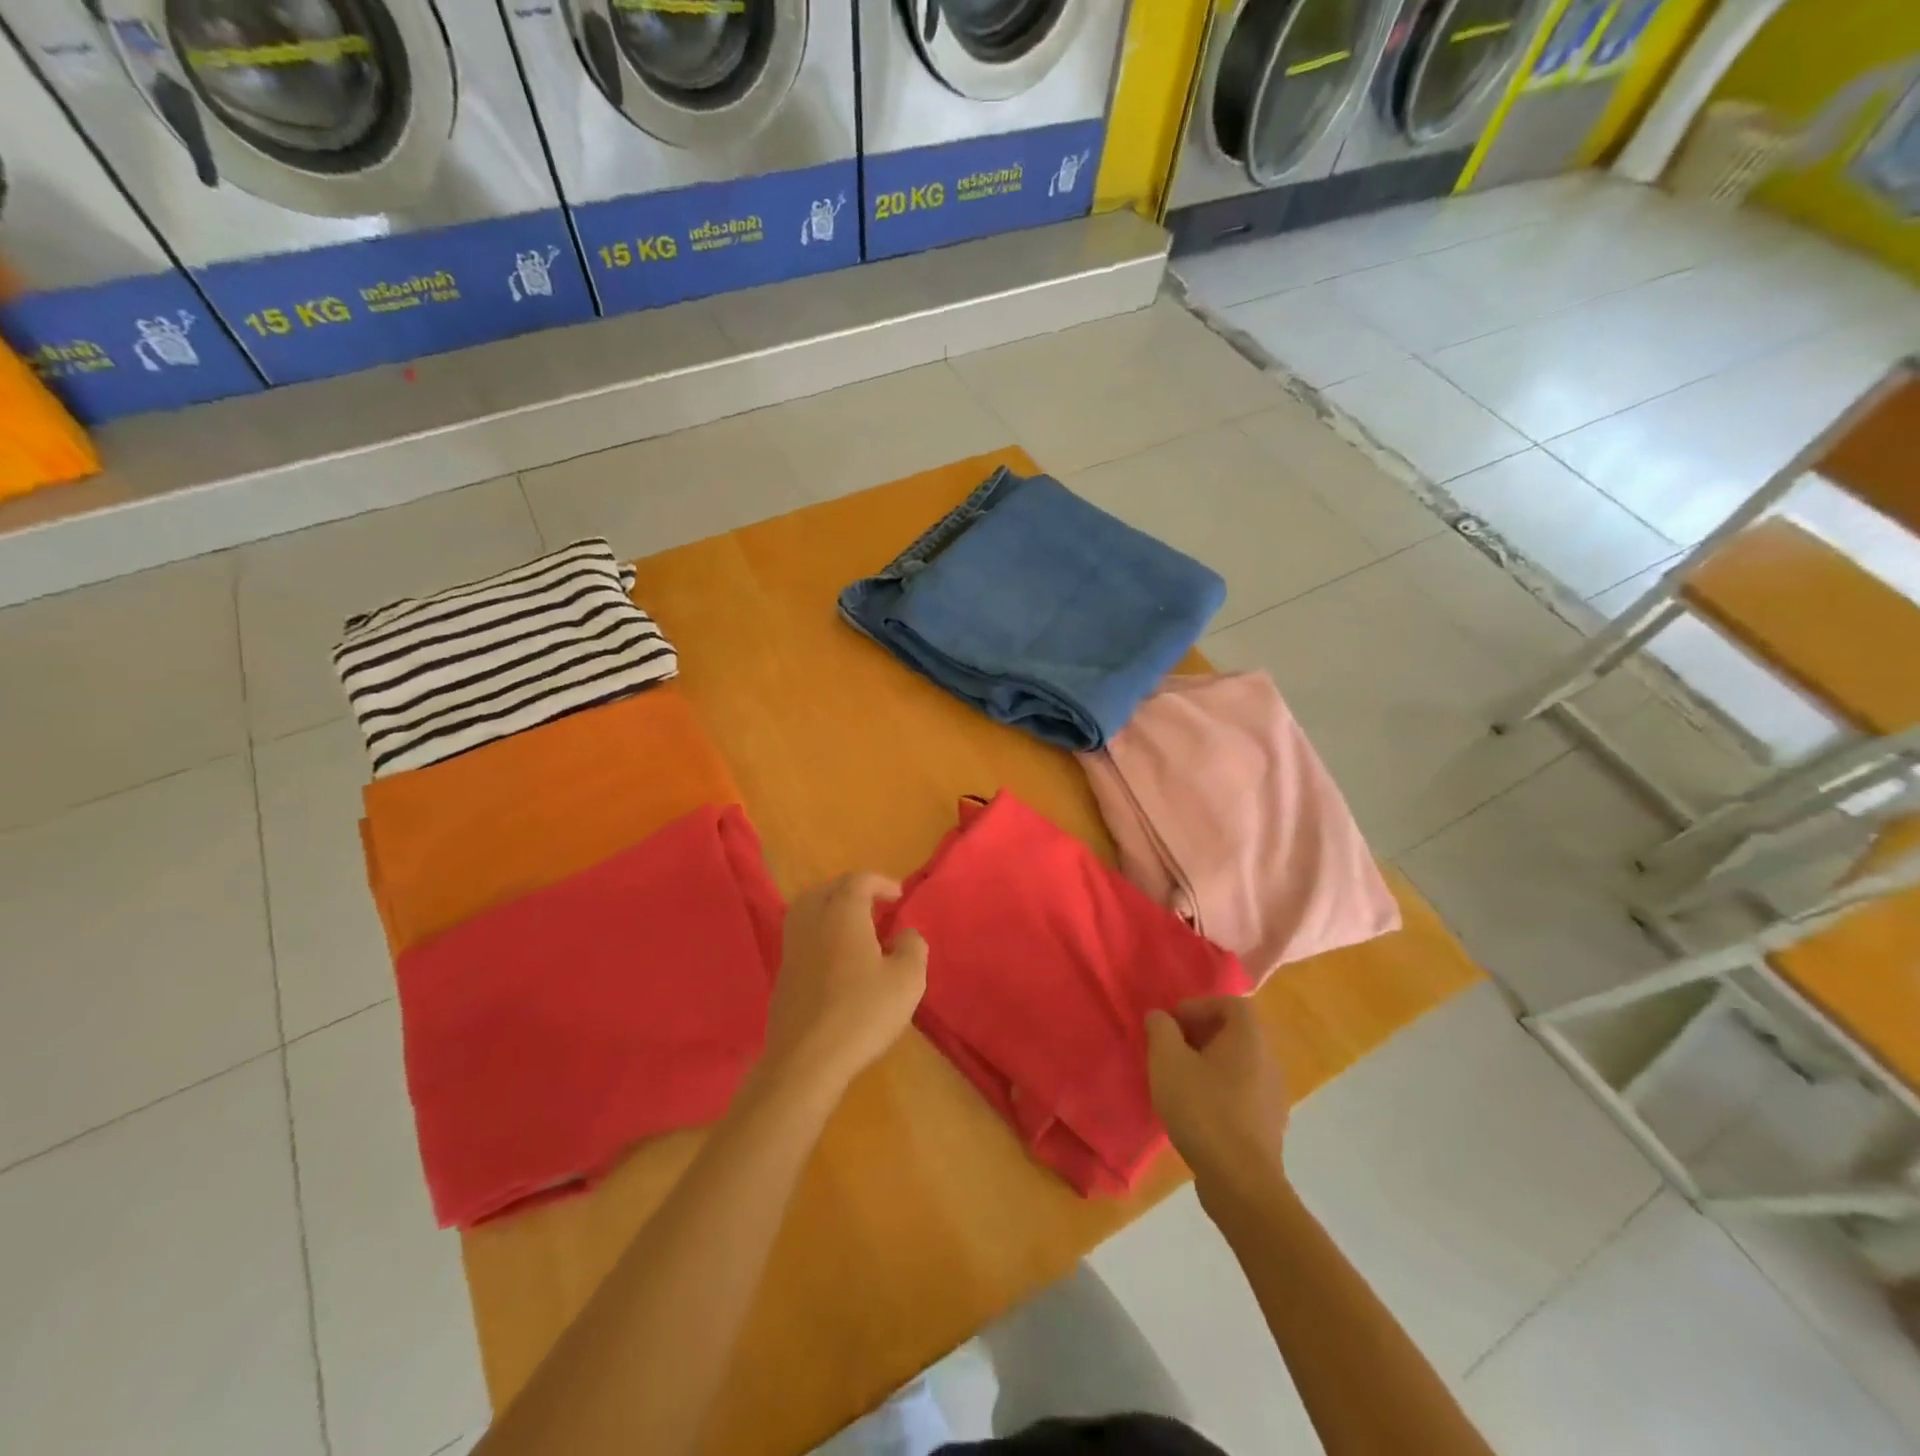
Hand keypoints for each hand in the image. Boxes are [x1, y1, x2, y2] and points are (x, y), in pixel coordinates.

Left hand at [761, 873, 927, 1100]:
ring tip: (853, 925)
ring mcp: (792, 948)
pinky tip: (835, 956)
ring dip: (830, 908)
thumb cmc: (863, 1013)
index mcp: (843, 914)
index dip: (881, 883)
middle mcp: (812, 922)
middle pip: (827, 889)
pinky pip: (801, 936)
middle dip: (852, 890)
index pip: (858, 881)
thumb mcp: (907, 980)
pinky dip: (819, 933)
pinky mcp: (782, 975)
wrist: (807, 1059)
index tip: (899, 897)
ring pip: (807, 910)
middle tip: (874, 904)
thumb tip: (905, 935)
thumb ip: (913, 948)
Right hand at [1146, 997, 1291, 1216]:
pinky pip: (1241, 1092)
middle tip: (1170, 1050)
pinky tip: (1195, 1111)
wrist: (1240, 1183)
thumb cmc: (1203, 1110)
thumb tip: (1160, 1017)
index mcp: (1250, 1039)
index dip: (1198, 1006)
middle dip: (1199, 1035)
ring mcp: (1273, 1095)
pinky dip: (1218, 1091)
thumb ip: (1161, 1030)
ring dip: (1207, 1064)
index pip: (1231, 1003)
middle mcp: (1269, 1061)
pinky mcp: (1268, 1125)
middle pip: (1234, 1033)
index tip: (1172, 1025)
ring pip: (1237, 1064)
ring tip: (1178, 1081)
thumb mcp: (1168, 1061)